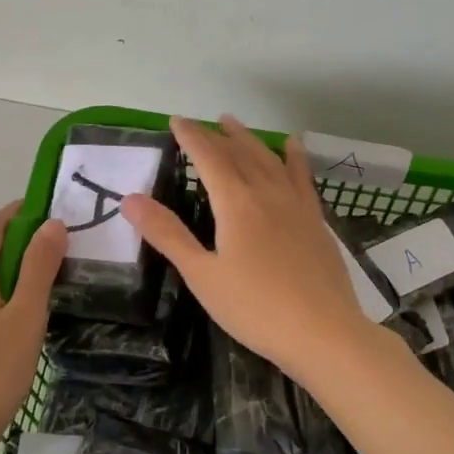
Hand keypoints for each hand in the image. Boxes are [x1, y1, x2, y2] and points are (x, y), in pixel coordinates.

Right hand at [122, 116, 379, 380]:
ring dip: (250, 139)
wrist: (322, 331)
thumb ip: (168, 235)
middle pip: (240, 153)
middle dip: (218, 135)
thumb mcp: (202, 275)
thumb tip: (130, 199)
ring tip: (235, 125)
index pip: (208, 157)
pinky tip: (292, 147)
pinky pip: (302, 176)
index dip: (191, 136)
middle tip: (203, 123)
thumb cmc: (255, 308)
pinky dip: (293, 157)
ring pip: (269, 159)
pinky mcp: (317, 219)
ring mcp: (297, 204)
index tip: (176, 121)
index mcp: (236, 203)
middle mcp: (267, 192)